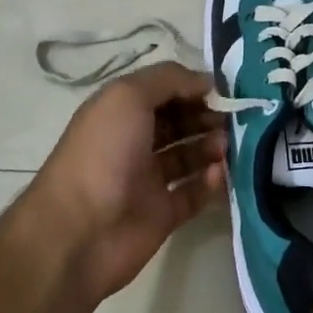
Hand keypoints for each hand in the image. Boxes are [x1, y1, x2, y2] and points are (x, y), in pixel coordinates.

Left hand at [27, 62, 226, 305]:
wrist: (78, 232)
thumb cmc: (102, 153)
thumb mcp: (128, 96)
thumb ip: (169, 80)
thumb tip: (207, 81)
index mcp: (121, 112)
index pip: (164, 91)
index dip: (192, 86)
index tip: (224, 89)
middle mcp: (134, 142)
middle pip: (179, 122)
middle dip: (207, 115)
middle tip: (234, 117)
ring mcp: (148, 179)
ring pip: (189, 156)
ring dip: (212, 146)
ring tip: (228, 145)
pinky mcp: (163, 214)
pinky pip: (194, 192)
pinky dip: (211, 182)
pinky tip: (220, 173)